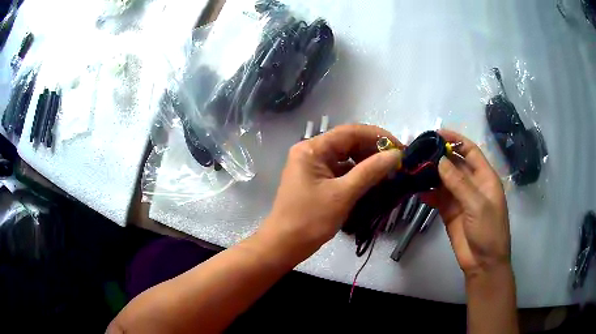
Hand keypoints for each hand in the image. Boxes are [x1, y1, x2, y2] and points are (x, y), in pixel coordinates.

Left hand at [258, 124, 401, 262]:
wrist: (284, 245)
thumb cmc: (310, 220)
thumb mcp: (343, 195)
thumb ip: (370, 171)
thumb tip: (396, 154)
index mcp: (312, 149)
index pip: (350, 132)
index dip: (378, 136)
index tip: (400, 147)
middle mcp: (311, 152)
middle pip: (348, 142)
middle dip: (373, 150)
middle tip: (397, 161)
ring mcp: (313, 166)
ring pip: (346, 157)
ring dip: (367, 162)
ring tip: (389, 170)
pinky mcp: (316, 180)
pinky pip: (341, 170)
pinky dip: (357, 173)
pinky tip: (373, 180)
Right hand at [424, 130, 511, 277]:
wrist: (483, 263)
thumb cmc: (488, 231)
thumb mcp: (477, 205)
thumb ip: (459, 183)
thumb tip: (439, 160)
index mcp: (485, 177)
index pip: (470, 150)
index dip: (455, 139)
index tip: (436, 133)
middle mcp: (472, 184)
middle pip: (455, 163)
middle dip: (439, 155)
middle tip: (418, 150)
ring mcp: (460, 198)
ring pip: (444, 179)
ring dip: (431, 173)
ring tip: (413, 167)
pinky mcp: (449, 211)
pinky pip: (437, 197)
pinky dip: (427, 193)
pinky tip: (416, 189)